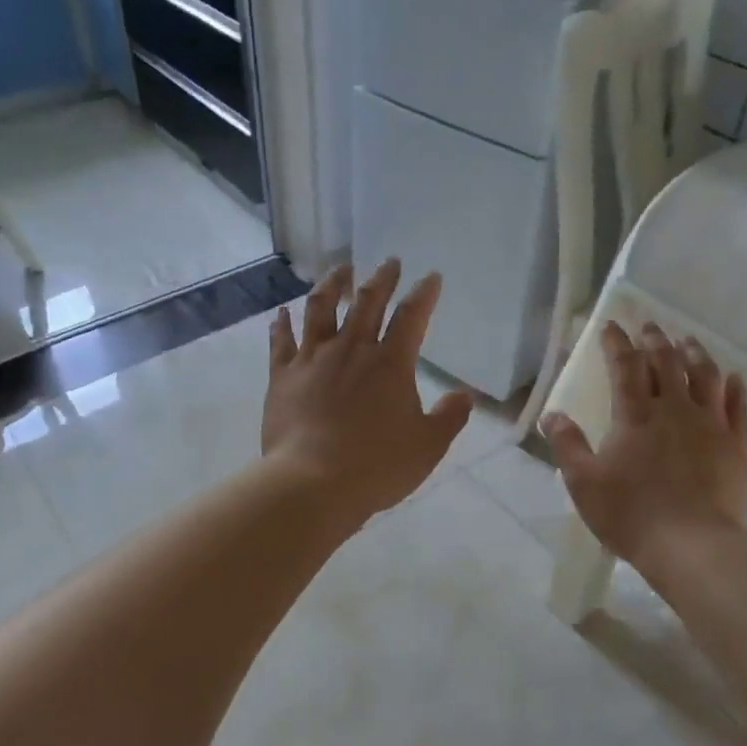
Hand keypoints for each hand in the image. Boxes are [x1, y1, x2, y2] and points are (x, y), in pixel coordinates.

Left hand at [262, 260, 474, 524]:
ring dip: (332, 285)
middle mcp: (351, 350)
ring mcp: (313, 359)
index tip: (431, 277)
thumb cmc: (377, 467)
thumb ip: (450, 417)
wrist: (313, 483)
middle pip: (367, 302)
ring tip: (340, 270)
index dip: (424, 294)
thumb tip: (466, 395)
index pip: (412, 317)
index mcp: (391, 364)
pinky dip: (281, 324)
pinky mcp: (282, 376)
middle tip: (390, 262)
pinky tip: (281, 312)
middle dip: (382, 279)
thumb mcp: (428, 447)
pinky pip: (281, 341)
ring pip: (320, 309)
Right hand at [541, 322, 746, 572]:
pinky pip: (738, 407)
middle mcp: (674, 409)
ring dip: (695, 354)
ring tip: (688, 340)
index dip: (617, 343)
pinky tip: (733, 377)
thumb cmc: (630, 514)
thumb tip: (553, 414)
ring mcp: (710, 425)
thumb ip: (567, 445)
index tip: (611, 326)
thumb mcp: (583, 483)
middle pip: (666, 363)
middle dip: (655, 341)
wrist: (692, 546)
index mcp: (635, 415)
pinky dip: (734, 388)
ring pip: (705, 376)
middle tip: (649, 326)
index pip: (624, 366)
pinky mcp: (736, 446)